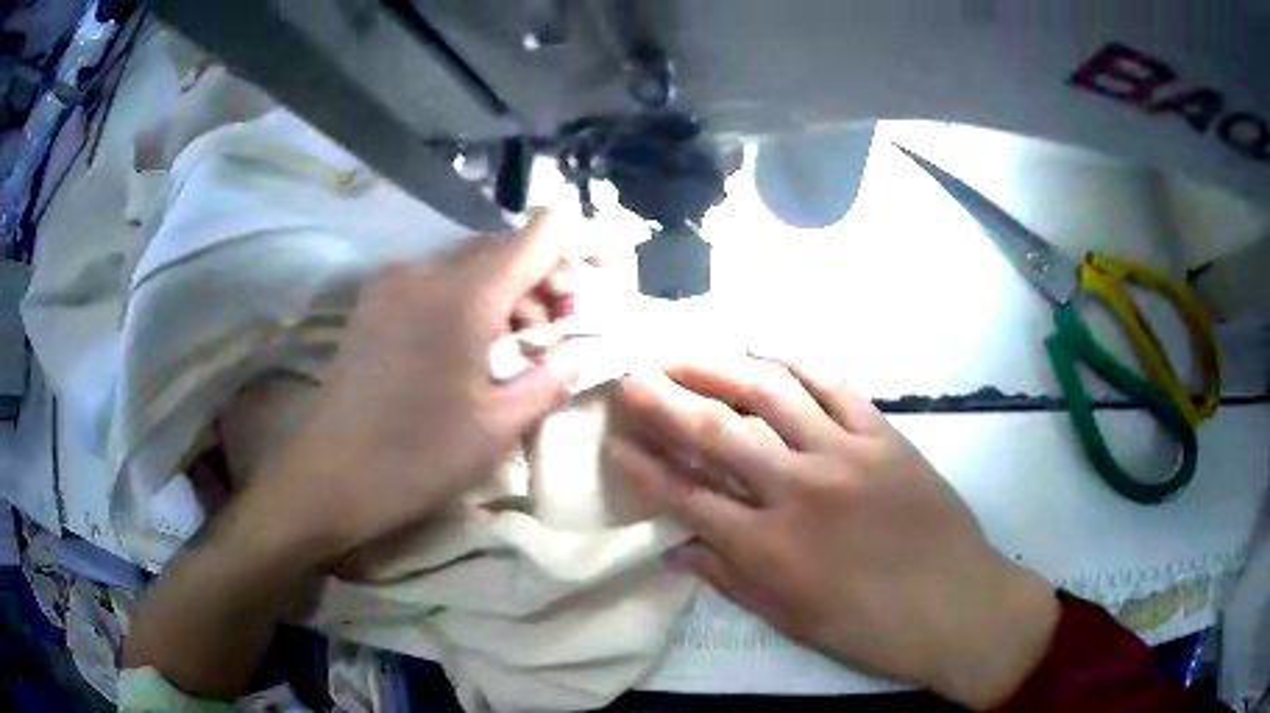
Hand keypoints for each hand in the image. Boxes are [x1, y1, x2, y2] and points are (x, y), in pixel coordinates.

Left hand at [248, 212, 587, 567]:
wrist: (327, 476)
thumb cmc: (417, 458)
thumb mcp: (498, 428)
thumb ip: (552, 378)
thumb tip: (586, 349)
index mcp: (466, 295)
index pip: (541, 234)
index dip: (574, 256)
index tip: (583, 303)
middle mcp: (428, 269)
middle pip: (504, 246)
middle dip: (541, 280)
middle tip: (553, 335)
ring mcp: (394, 280)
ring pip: (469, 261)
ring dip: (503, 290)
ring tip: (509, 347)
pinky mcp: (374, 299)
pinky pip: (436, 278)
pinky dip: (466, 296)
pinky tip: (465, 345)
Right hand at [606, 356, 1059, 709]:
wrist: (956, 605)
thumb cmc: (869, 627)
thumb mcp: (789, 619)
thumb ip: (730, 578)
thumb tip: (677, 550)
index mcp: (768, 547)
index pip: (684, 496)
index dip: (642, 467)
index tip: (613, 441)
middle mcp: (797, 490)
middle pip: (715, 433)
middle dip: (662, 401)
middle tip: (630, 375)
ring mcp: (844, 454)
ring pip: (770, 395)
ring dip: (720, 369)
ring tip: (685, 353)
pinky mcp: (884, 436)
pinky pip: (836, 386)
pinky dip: (799, 364)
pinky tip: (770, 353)